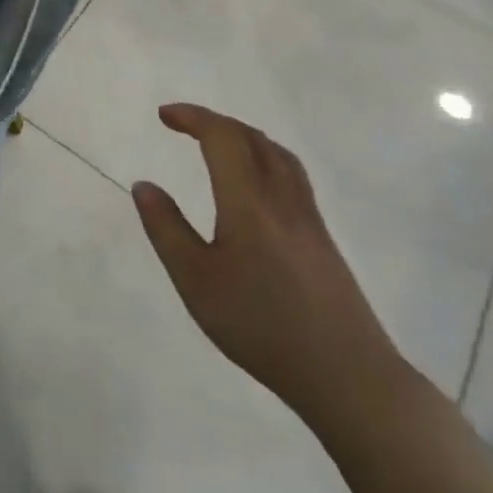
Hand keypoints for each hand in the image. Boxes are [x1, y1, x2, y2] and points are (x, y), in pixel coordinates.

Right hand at [132, 103, 406, 425]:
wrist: (348, 376)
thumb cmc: (261, 326)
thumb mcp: (196, 282)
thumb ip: (166, 229)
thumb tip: (143, 185)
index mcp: (248, 202)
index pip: (222, 137)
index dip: (193, 117)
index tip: (164, 116)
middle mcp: (281, 199)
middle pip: (253, 138)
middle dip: (215, 122)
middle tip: (183, 125)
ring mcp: (308, 218)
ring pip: (278, 155)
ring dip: (244, 136)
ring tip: (219, 143)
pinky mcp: (323, 239)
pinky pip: (292, 175)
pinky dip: (265, 157)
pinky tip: (256, 183)